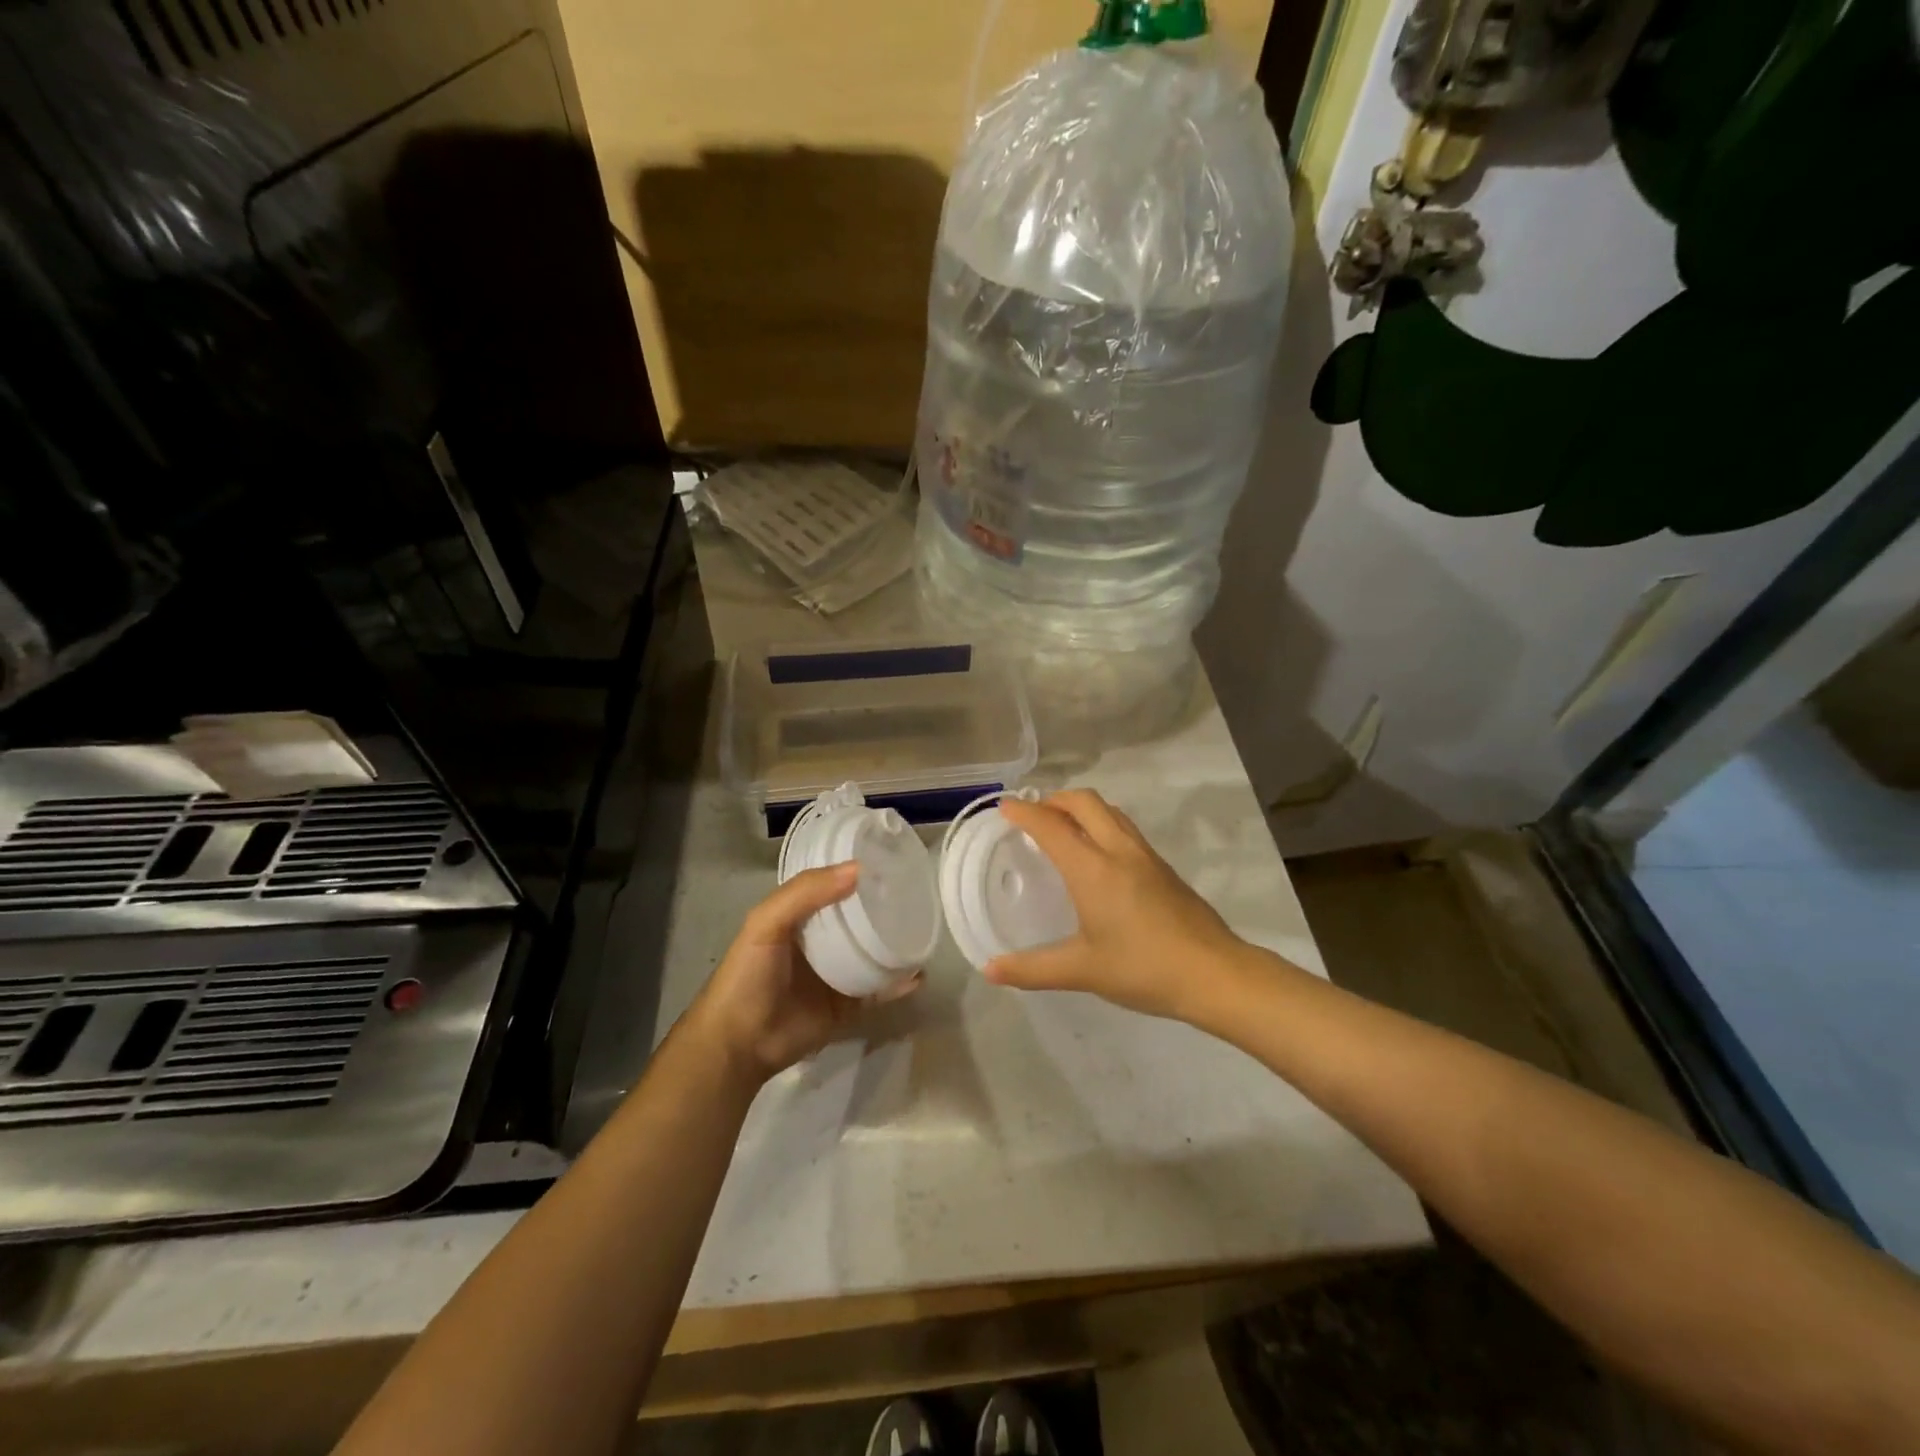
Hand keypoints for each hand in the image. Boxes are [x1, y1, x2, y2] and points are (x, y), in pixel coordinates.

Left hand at [684, 865, 922, 1083]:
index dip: (855, 873)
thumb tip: (858, 869)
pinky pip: (878, 992)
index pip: (832, 887)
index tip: (889, 861)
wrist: (739, 1044)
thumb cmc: (748, 975)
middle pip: (857, 920)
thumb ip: (806, 892)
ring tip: (924, 931)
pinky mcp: (846, 1007)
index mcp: (798, 918)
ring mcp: (835, 976)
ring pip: (873, 954)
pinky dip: (898, 984)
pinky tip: (918, 974)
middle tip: (916, 893)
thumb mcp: (767, 923)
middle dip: (883, 908)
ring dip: (896, 944)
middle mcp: (820, 943)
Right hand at [985, 790, 1252, 1020]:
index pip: (1051, 826)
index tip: (1004, 807)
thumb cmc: (1144, 969)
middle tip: (1033, 814)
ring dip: (1080, 807)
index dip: (1024, 812)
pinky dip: (1101, 823)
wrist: (1216, 973)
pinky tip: (1098, 855)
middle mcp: (1119, 850)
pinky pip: (1124, 828)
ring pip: (1109, 811)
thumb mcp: (1083, 971)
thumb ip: (1033, 969)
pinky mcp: (1163, 867)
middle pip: (1084, 802)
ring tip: (1062, 826)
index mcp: (1093, 869)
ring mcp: (1146, 856)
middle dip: (1054, 799)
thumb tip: (990, 969)